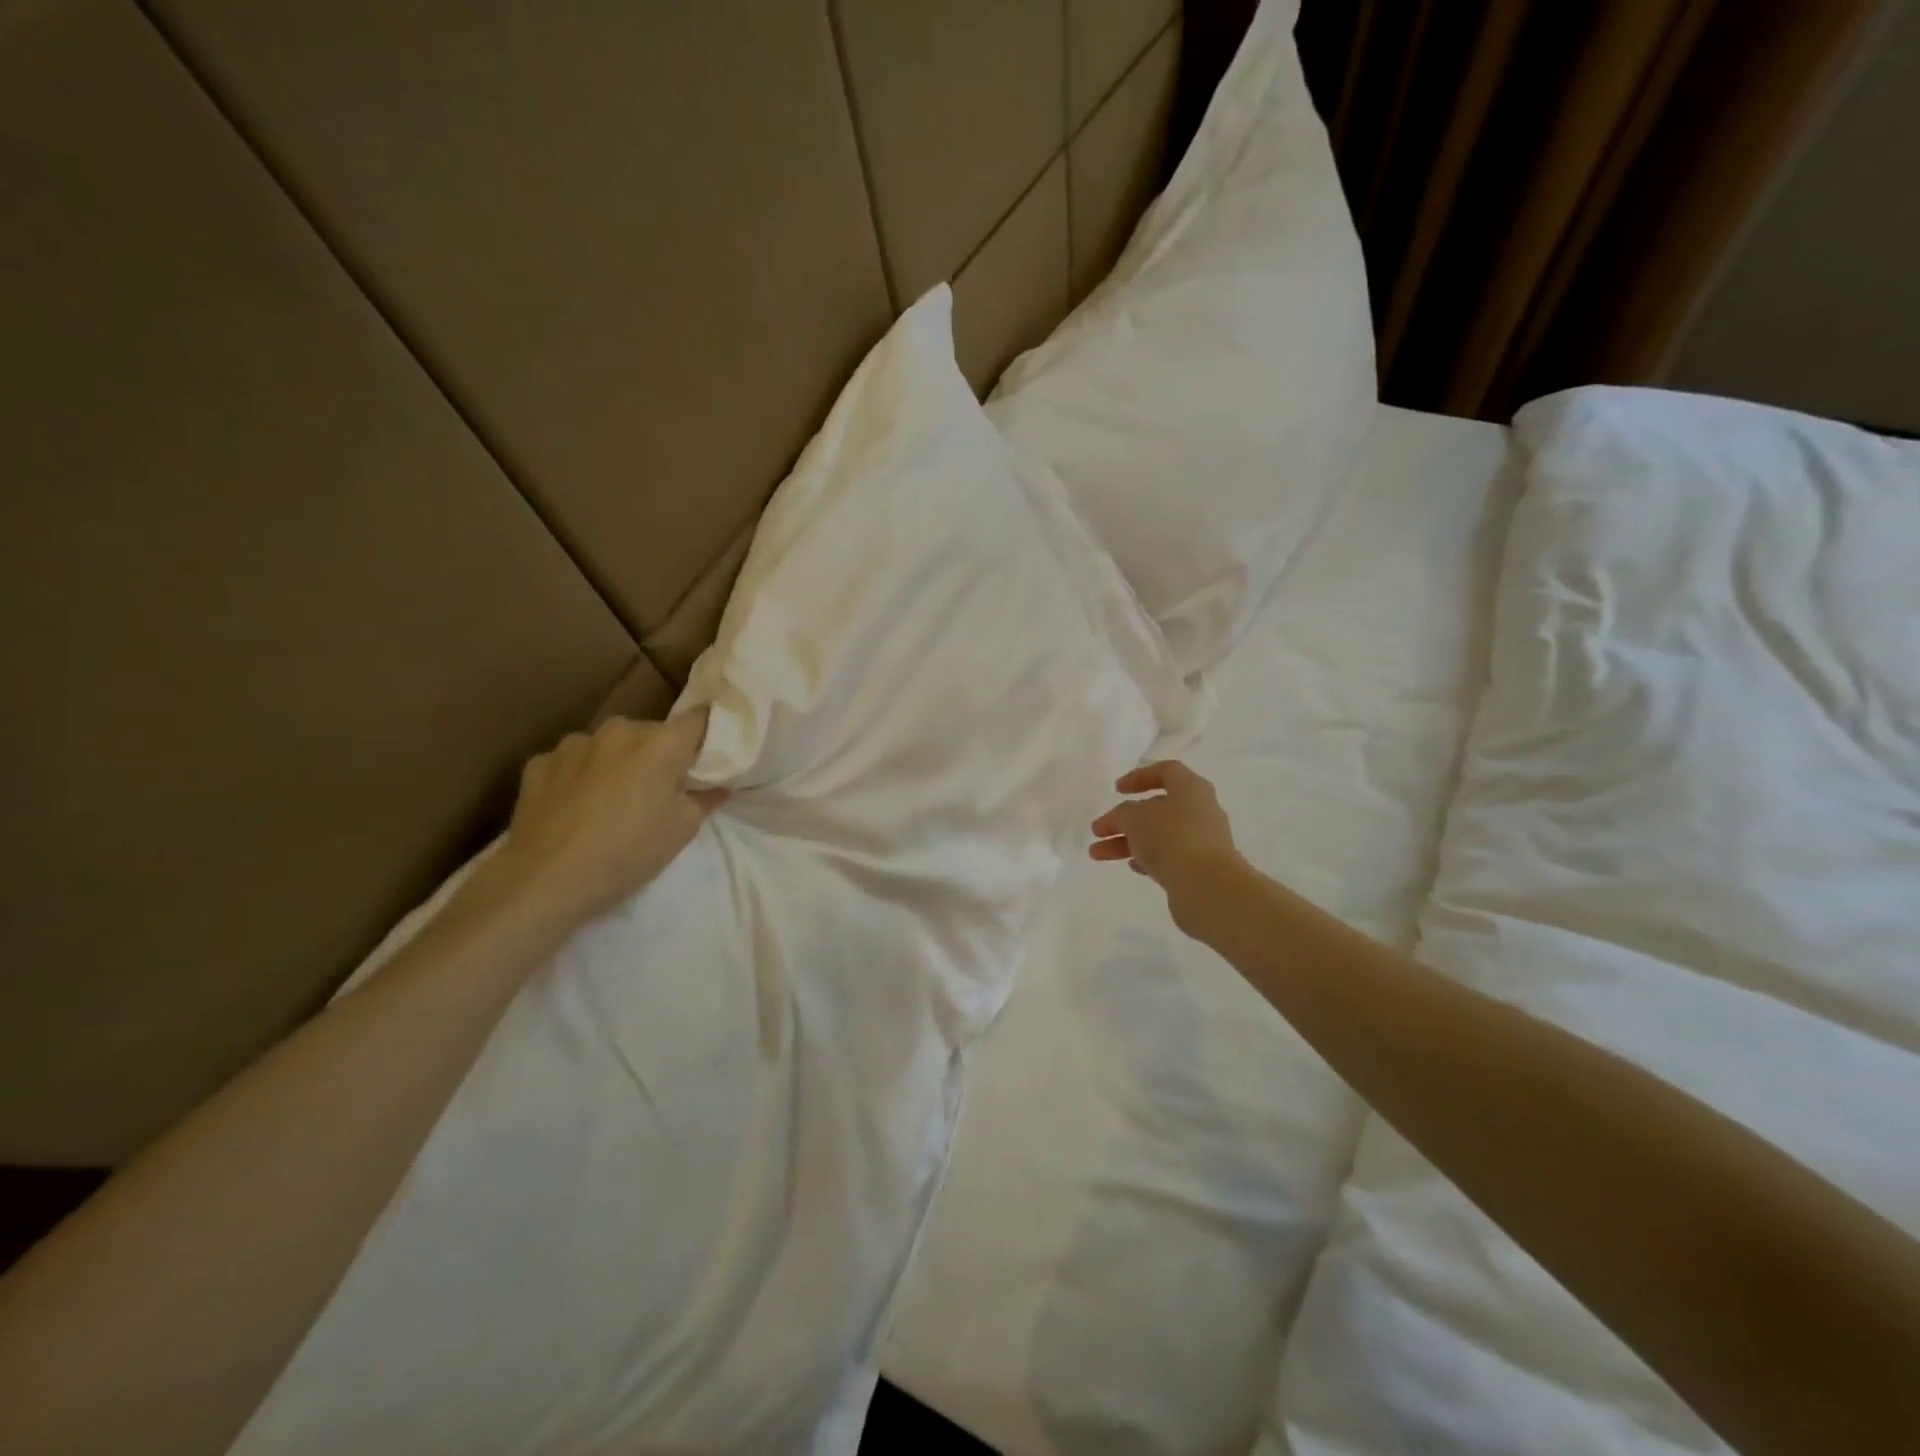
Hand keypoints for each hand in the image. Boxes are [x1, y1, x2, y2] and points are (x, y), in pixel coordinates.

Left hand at [476, 712, 726, 936]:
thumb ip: (706, 799)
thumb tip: (719, 786)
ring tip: (613, 798)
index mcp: (661, 743)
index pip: (699, 719)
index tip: (710, 754)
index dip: (708, 734)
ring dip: (618, 762)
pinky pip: (572, 762)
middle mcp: (619, 731)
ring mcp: (574, 744)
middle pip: (652, 732)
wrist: (546, 880)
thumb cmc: (628, 852)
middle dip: (660, 753)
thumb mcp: (683, 830)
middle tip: (662, 788)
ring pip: (609, 745)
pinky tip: (576, 806)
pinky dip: (580, 776)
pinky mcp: (539, 763)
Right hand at [1090, 761, 1244, 933]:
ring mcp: (1202, 841)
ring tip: (1097, 855)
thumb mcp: (1134, 817)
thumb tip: (1124, 820)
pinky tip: (1132, 866)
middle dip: (1124, 819)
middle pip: (1158, 808)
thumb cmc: (1171, 838)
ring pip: (1159, 835)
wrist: (1207, 887)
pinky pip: (1169, 857)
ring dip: (1127, 842)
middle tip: (1098, 830)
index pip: (1166, 771)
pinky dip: (1147, 858)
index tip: (1117, 790)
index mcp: (1191, 789)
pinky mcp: (1200, 868)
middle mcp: (1200, 811)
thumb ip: (1122, 814)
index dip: (1139, 776)